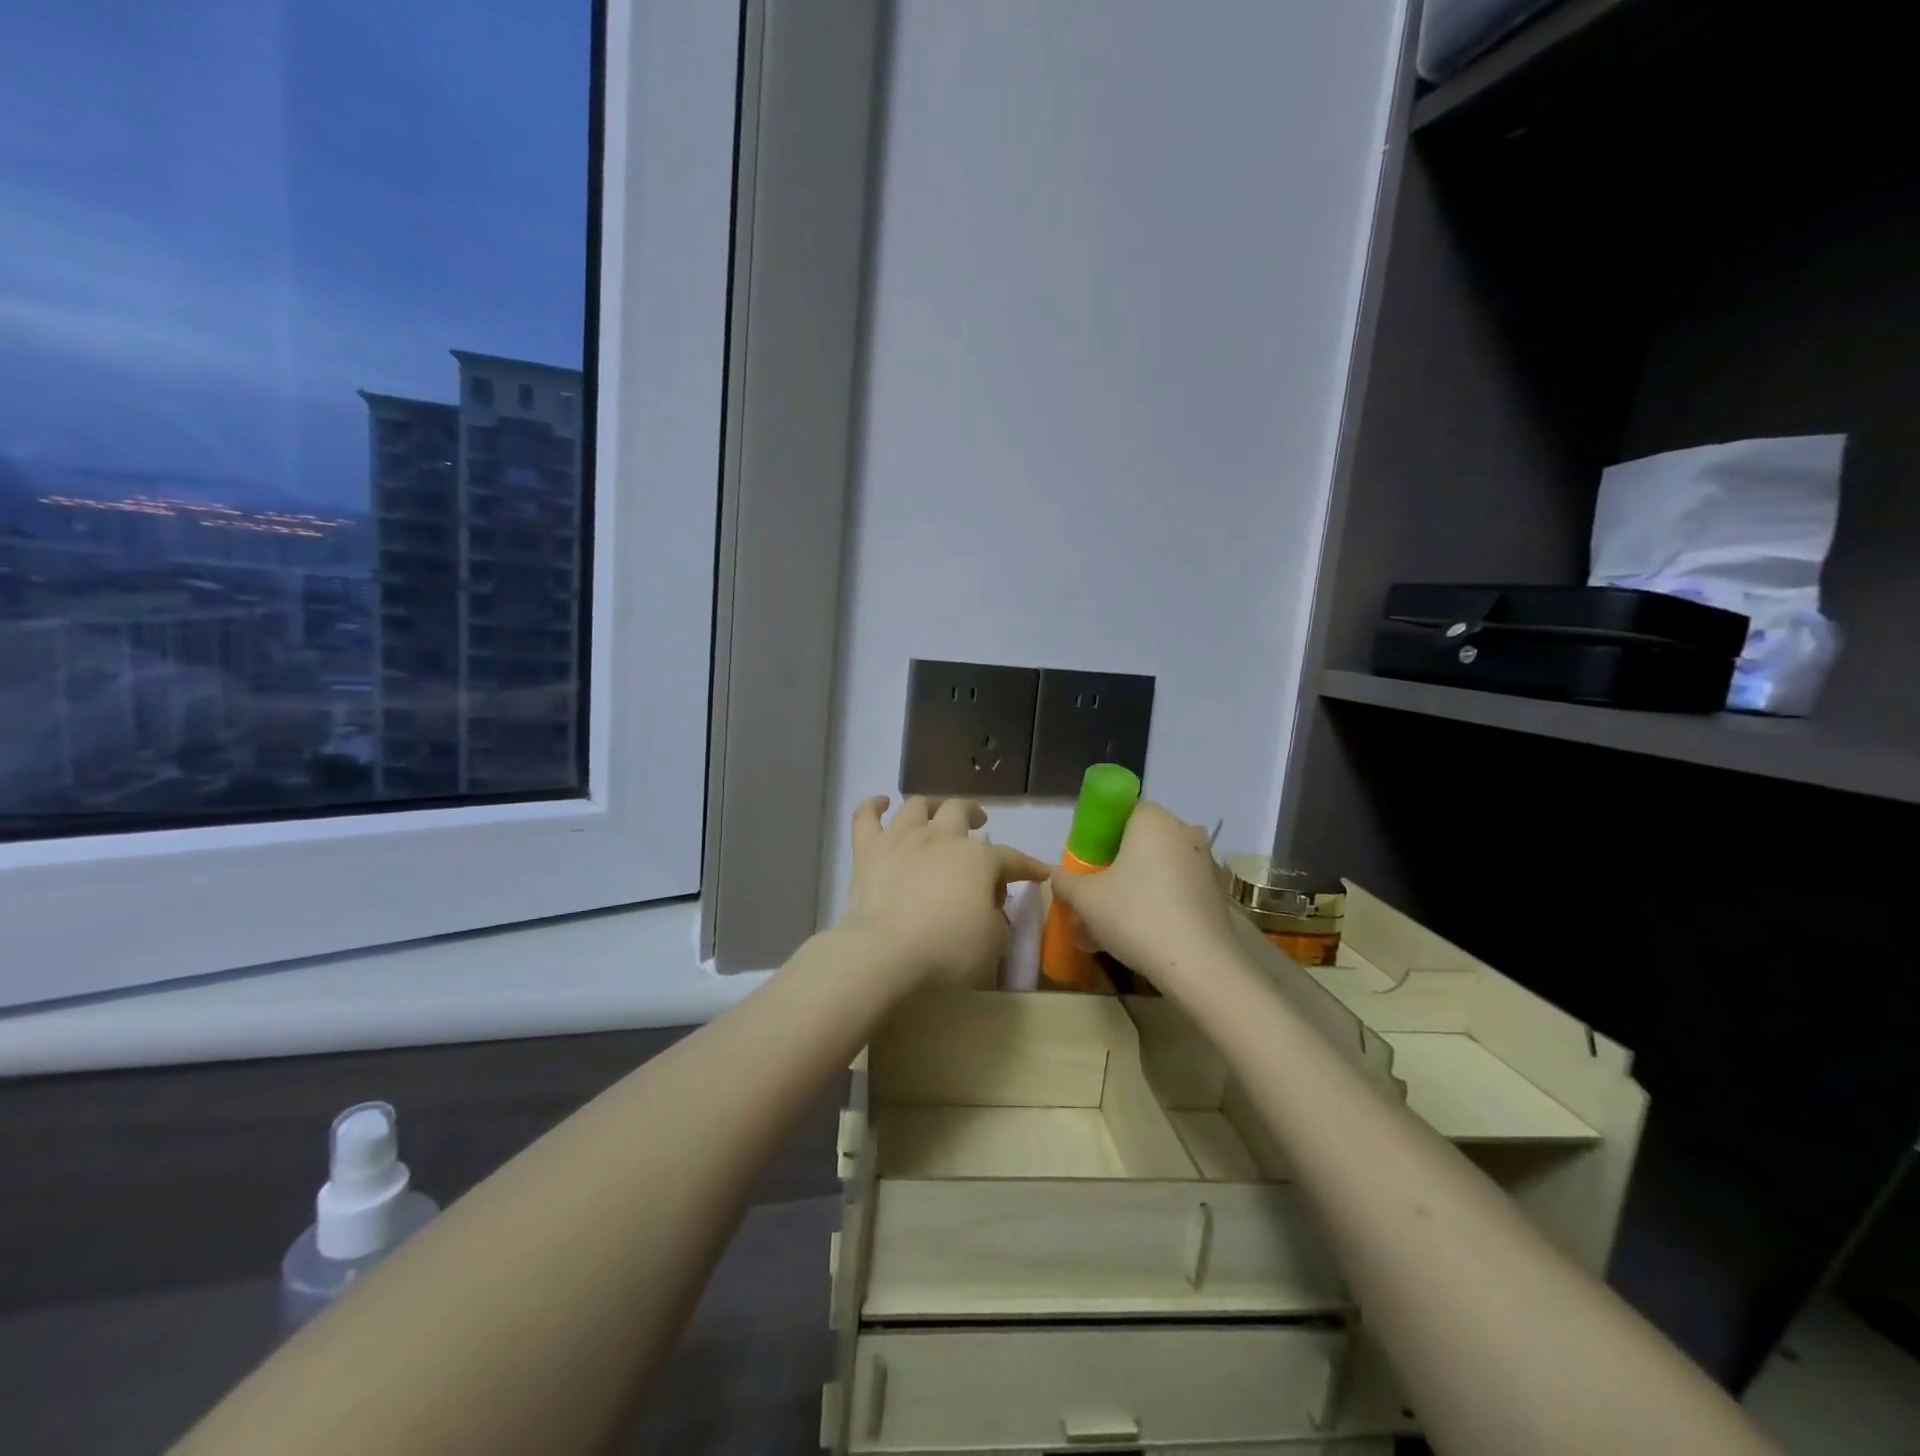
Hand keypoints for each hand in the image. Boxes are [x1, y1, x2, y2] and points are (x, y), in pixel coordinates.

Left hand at [838, 796, 1051, 990]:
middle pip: (959, 811)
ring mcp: (901, 839)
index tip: (1038, 872)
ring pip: (916, 806)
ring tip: (934, 813)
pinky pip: (866, 816)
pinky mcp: (867, 850)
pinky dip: (873, 806)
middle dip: (973, 814)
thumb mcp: (992, 944)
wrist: (885, 953)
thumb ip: (997, 919)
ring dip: (930, 806)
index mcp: (977, 859)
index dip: (1027, 865)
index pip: (1010, 857)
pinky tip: (880, 803)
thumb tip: (988, 905)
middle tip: (979, 823)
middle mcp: (941, 837)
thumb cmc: (946, 952)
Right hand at [1048, 800, 1240, 992]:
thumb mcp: (1085, 899)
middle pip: (1143, 842)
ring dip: (1137, 888)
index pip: (1124, 812)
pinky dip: (1160, 905)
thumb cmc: (1135, 916)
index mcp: (1153, 821)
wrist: (1198, 965)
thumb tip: (1057, 875)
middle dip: (1118, 866)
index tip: (1089, 864)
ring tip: (1113, 926)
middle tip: (1097, 896)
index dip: (1102, 835)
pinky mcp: (1218, 894)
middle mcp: (1185, 832)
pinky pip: (1179, 890)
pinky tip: (1141, 937)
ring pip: (1161, 869)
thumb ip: (1065, 881)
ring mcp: (1206, 864)